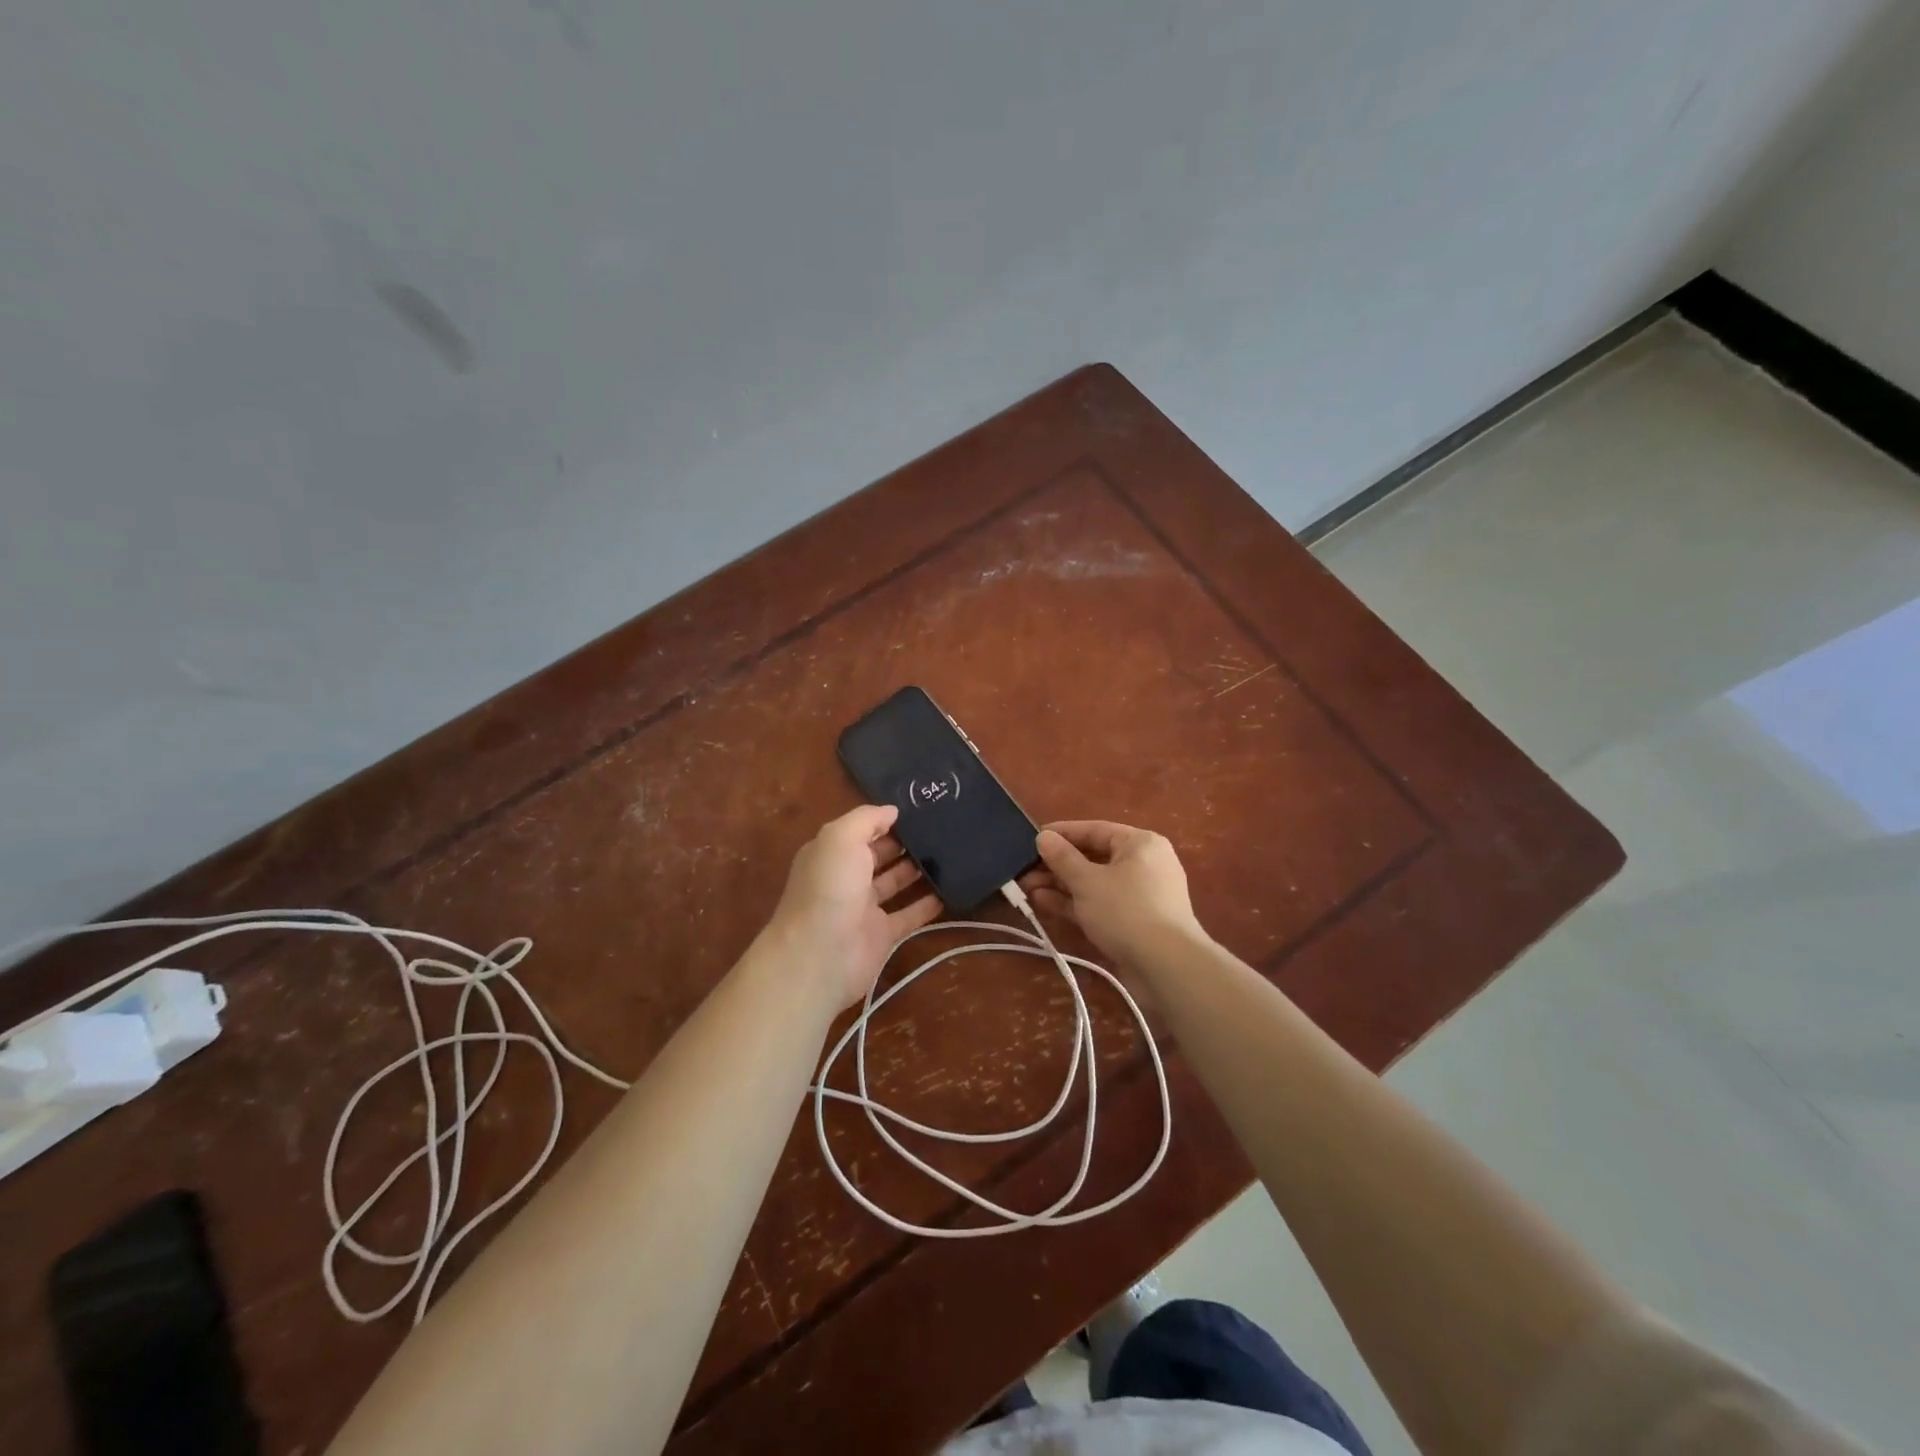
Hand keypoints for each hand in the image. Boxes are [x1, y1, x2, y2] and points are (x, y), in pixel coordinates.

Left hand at [762, 805, 942, 1009]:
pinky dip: (926, 905)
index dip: (885, 819)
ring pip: (894, 883)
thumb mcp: (841, 838)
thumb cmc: (829, 888)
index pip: (860, 830)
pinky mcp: (882, 935)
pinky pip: (908, 915)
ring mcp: (864, 908)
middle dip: (905, 842)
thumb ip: (866, 819)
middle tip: (941, 828)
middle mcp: (846, 878)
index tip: (918, 808)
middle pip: (879, 855)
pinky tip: (948, 892)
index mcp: (831, 853)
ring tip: (950, 854)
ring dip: (917, 870)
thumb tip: (892, 811)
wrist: (820, 956)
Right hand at [1020, 821, 1206, 971]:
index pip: (1095, 829)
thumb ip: (1062, 858)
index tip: (1032, 838)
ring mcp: (1140, 895)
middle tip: (1024, 871)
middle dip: (1057, 865)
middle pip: (1093, 857)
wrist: (1167, 967)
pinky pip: (1100, 904)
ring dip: (1061, 885)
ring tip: (1027, 889)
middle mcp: (1144, 864)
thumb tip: (1044, 837)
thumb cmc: (1126, 911)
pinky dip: (1075, 903)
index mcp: (1140, 843)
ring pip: (1094, 883)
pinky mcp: (1134, 922)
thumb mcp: (1087, 881)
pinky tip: (1044, 904)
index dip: (1062, 833)